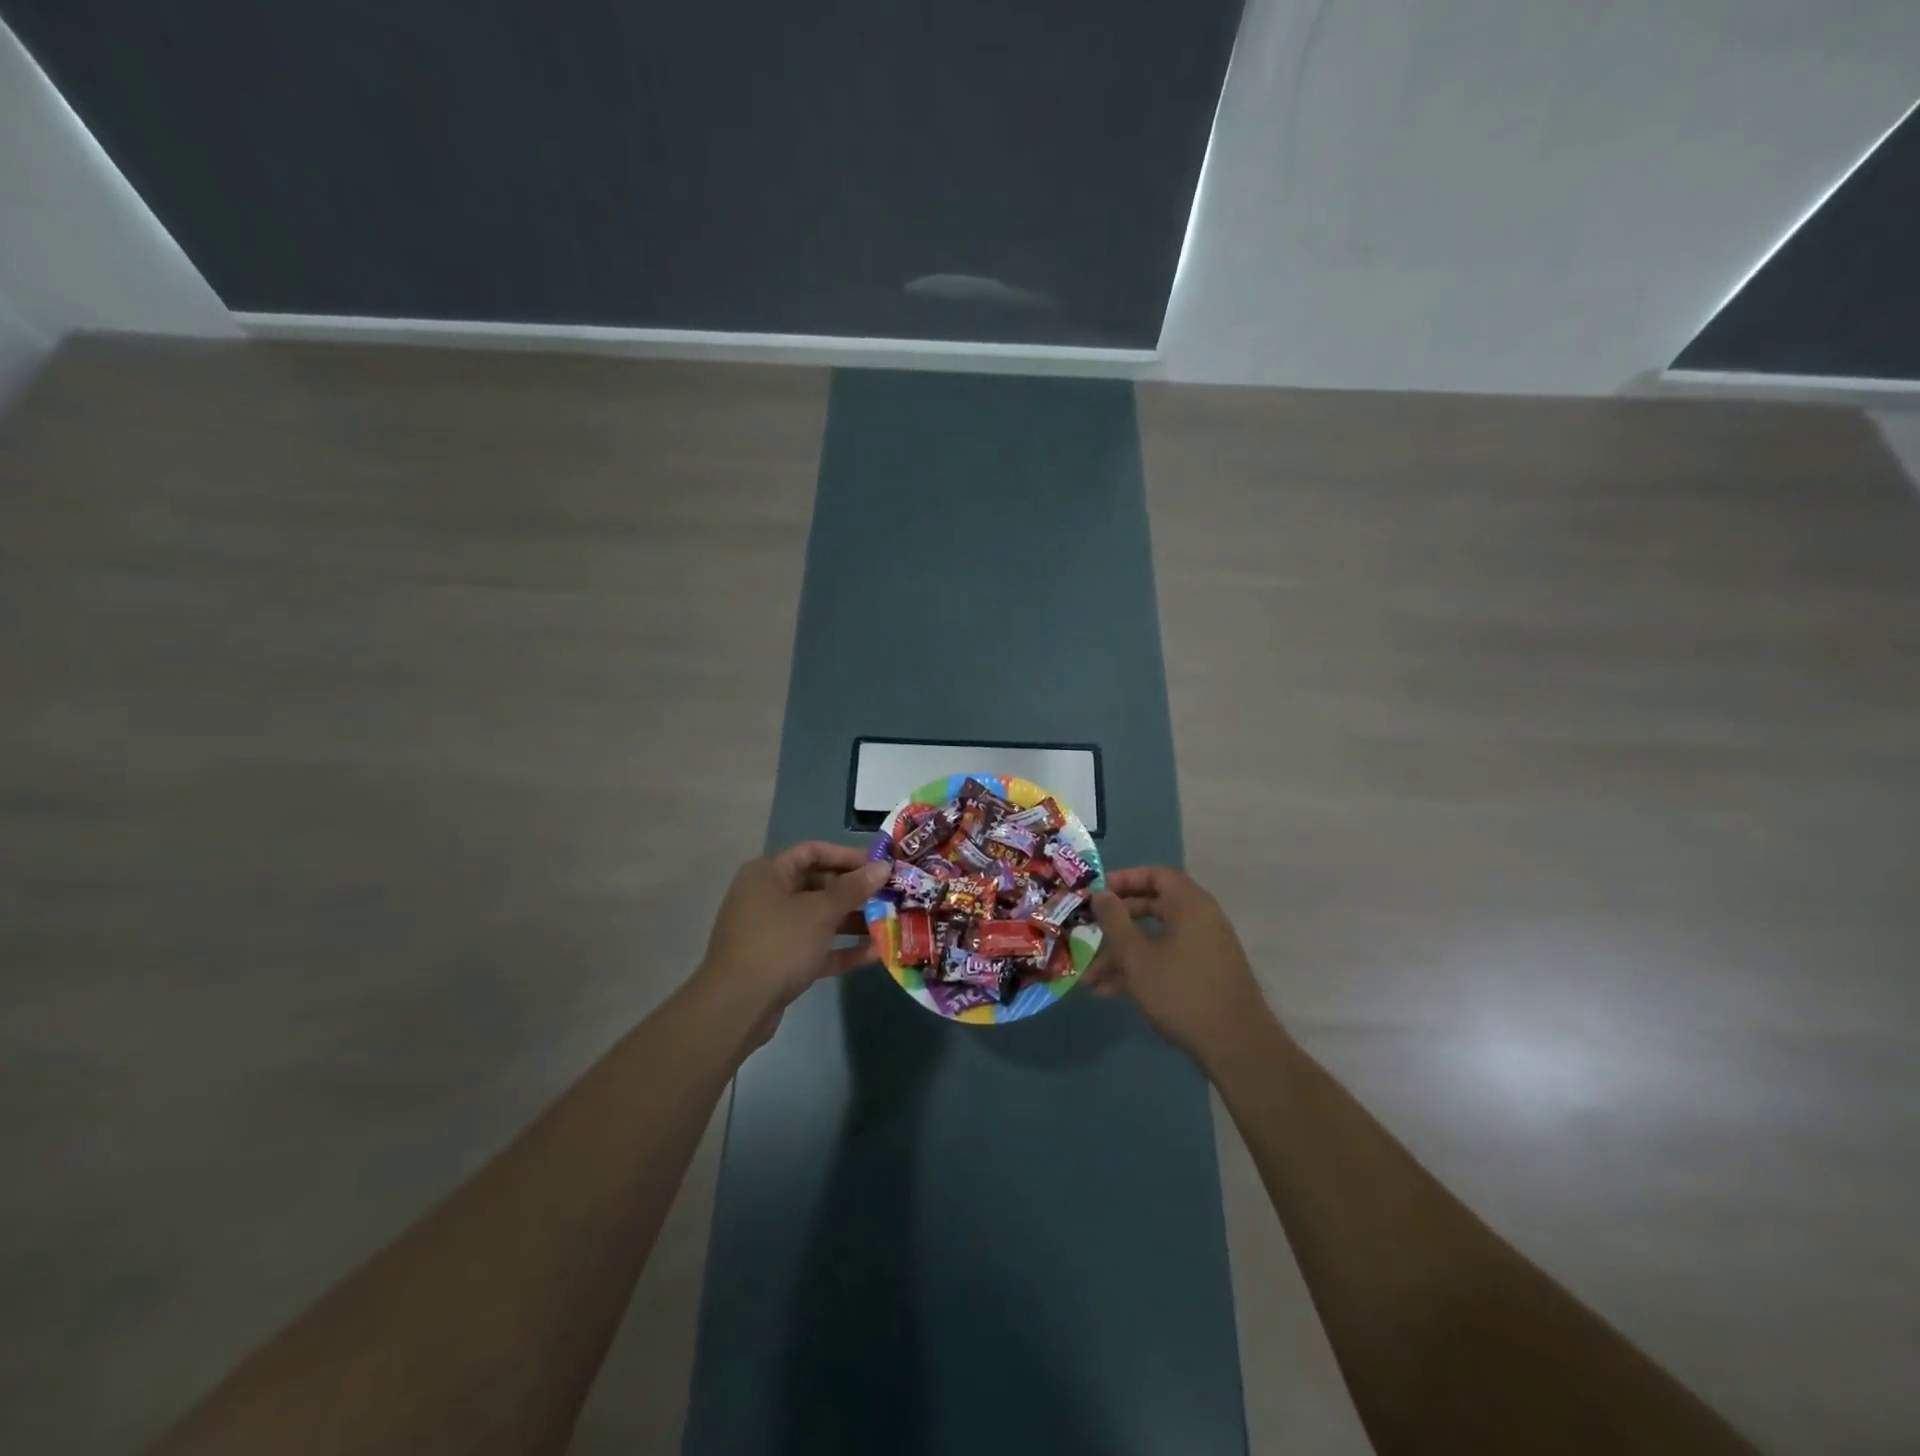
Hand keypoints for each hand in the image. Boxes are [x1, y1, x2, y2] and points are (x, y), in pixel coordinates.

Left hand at [695, 842, 887, 1028]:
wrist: (736, 1007)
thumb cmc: (778, 944)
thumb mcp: (820, 912)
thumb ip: (854, 888)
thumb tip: (883, 867)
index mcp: (768, 874)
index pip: (812, 852)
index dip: (847, 856)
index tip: (879, 866)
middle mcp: (767, 896)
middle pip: (818, 884)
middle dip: (855, 891)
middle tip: (889, 896)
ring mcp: (772, 931)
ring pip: (818, 918)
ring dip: (853, 921)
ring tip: (888, 923)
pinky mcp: (779, 961)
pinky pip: (815, 947)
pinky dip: (841, 949)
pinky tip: (875, 954)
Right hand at [1086, 867, 1273, 1065]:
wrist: (1236, 1046)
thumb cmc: (1181, 991)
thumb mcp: (1136, 956)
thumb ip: (1114, 921)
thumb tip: (1101, 894)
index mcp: (1190, 904)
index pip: (1156, 874)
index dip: (1124, 879)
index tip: (1097, 893)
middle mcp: (1201, 919)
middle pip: (1153, 906)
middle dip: (1117, 922)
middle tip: (1089, 930)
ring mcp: (1206, 948)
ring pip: (1156, 938)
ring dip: (1123, 953)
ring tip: (1090, 977)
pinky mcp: (1206, 974)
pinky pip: (1167, 958)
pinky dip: (1142, 968)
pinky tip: (1111, 992)